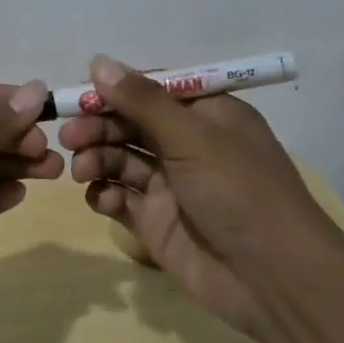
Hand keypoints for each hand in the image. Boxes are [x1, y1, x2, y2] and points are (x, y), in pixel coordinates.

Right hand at [60, 55, 335, 335]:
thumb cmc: (239, 191)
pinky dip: (105, 195)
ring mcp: (171, 186)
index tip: (81, 95)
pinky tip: (102, 199)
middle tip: (69, 137)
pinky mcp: (157, 223)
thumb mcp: (193, 136)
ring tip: (81, 170)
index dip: (115, 90)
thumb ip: (142, 100)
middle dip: (98, 127)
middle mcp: (188, 145)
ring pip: (120, 160)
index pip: (152, 90)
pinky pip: (121, 199)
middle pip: (130, 124)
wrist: (274, 280)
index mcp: (207, 115)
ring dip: (97, 158)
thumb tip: (98, 62)